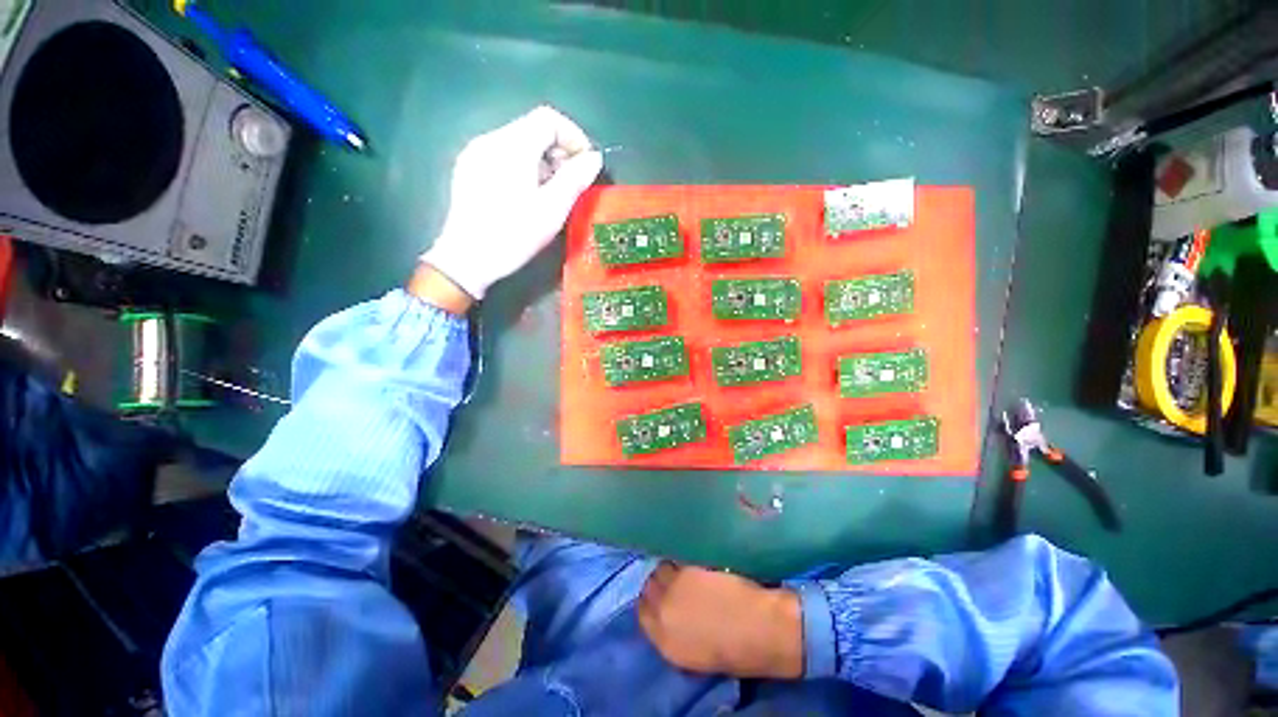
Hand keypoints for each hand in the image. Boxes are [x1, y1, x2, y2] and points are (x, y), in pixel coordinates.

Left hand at [420, 105, 603, 299]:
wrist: (467, 259)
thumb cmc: (513, 235)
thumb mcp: (551, 210)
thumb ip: (575, 179)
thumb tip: (594, 157)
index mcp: (512, 146)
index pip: (548, 119)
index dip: (573, 137)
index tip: (585, 165)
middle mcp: (490, 140)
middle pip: (532, 129)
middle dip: (559, 151)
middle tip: (571, 183)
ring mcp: (475, 153)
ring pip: (518, 143)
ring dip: (542, 161)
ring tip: (551, 192)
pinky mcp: (468, 169)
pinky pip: (503, 156)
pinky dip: (523, 167)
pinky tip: (526, 195)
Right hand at [638, 562, 803, 678]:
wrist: (762, 629)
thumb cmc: (737, 651)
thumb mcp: (696, 655)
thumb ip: (675, 632)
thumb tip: (669, 610)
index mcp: (665, 641)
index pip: (643, 613)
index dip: (650, 599)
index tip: (659, 592)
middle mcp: (663, 612)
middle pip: (648, 586)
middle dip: (657, 580)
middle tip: (670, 576)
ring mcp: (675, 586)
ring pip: (661, 568)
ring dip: (668, 566)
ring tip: (681, 565)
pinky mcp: (689, 567)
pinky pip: (677, 557)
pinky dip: (681, 556)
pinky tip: (689, 556)